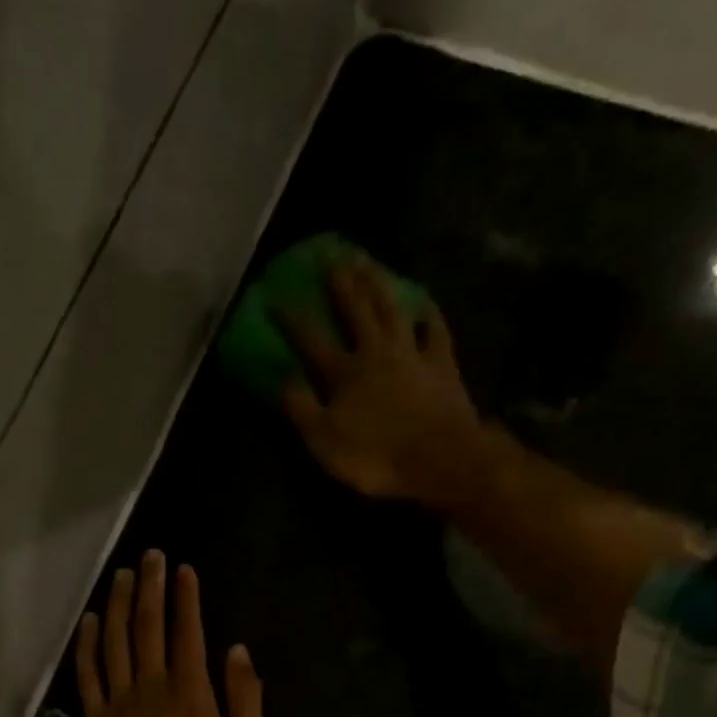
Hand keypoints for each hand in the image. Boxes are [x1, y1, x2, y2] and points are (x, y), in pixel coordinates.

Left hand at [75, 550, 265, 716]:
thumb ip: (244, 699)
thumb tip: (236, 651)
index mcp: (192, 694)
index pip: (188, 632)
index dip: (186, 598)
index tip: (184, 569)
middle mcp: (152, 688)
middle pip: (149, 627)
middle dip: (152, 588)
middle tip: (151, 556)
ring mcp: (120, 704)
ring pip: (116, 643)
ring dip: (120, 605)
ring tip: (123, 576)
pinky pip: (89, 676)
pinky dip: (89, 645)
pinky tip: (92, 621)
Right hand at [279, 260, 495, 505]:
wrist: (439, 459)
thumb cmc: (376, 456)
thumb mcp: (324, 441)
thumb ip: (301, 408)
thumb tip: (282, 378)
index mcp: (343, 373)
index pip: (310, 340)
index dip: (291, 319)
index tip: (274, 297)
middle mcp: (375, 353)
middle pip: (356, 310)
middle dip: (341, 284)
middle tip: (331, 257)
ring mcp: (412, 354)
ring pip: (392, 310)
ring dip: (378, 284)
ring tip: (368, 261)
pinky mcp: (442, 364)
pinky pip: (436, 331)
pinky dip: (429, 314)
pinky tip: (424, 303)